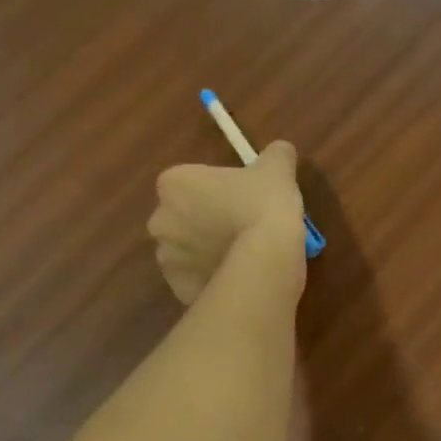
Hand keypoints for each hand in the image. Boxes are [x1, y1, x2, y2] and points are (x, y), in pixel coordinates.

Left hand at [149, 142, 304, 303]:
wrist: (265, 262)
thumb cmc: (263, 206)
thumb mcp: (277, 169)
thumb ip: (275, 155)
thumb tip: (280, 150)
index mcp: (174, 183)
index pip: (189, 181)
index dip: (215, 189)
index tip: (240, 197)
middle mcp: (160, 220)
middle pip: (183, 217)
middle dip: (204, 222)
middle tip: (241, 227)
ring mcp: (166, 259)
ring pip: (187, 251)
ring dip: (205, 252)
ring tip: (241, 257)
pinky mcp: (178, 290)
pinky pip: (195, 279)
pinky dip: (210, 279)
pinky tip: (236, 277)